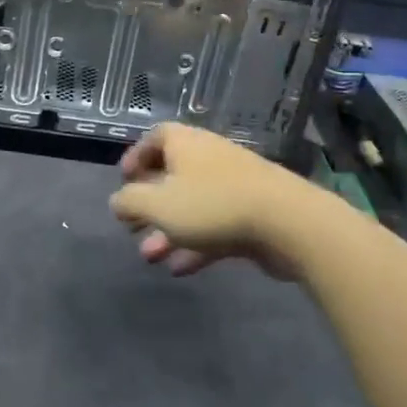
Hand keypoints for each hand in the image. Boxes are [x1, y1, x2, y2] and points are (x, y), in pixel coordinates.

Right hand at [109, 122, 327, 279]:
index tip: (124, 180)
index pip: (156, 137)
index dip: (137, 156)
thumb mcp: (157, 204)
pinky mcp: (251, 214)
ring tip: (151, 257)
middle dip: (149, 204)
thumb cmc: (212, 205)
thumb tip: (118, 201)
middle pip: (172, 175)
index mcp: (185, 143)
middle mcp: (208, 157)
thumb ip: (129, 202)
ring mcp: (233, 186)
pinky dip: (196, 245)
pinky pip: (215, 226)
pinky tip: (180, 269)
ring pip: (192, 206)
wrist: (287, 222)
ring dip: (168, 231)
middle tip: (132, 227)